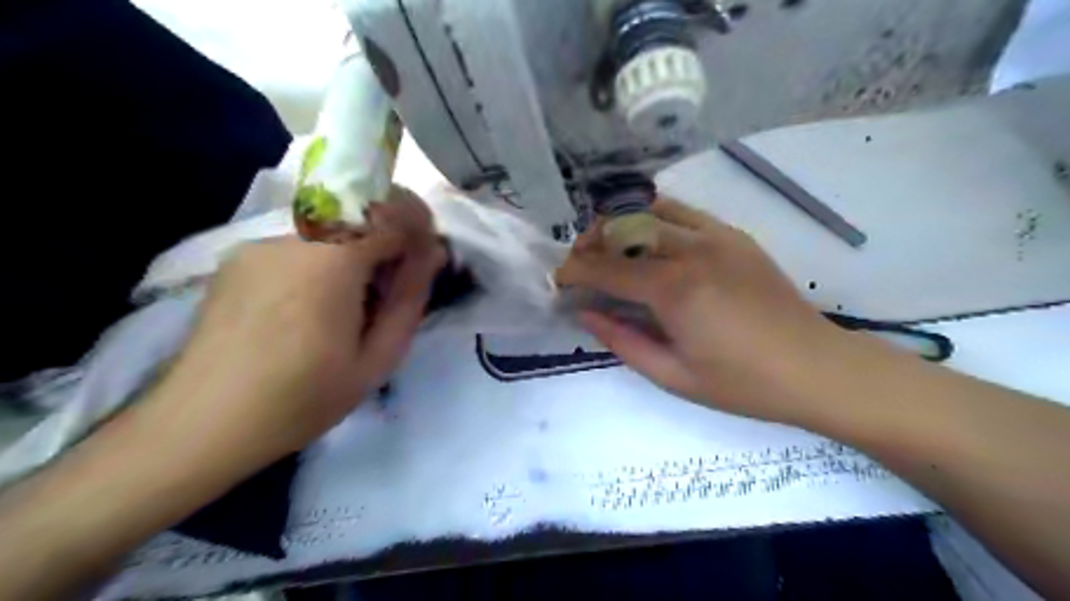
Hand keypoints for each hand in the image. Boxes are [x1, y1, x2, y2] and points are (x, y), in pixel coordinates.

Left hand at [150, 193, 442, 469]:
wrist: (201, 426)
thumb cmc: (301, 400)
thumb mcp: (377, 359)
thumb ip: (409, 299)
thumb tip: (431, 254)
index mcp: (331, 260)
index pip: (390, 210)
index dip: (418, 226)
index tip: (427, 258)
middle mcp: (292, 236)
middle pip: (359, 209)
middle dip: (389, 235)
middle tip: (395, 283)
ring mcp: (259, 243)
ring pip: (330, 225)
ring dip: (356, 250)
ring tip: (354, 303)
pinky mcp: (238, 258)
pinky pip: (299, 243)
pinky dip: (324, 260)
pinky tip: (314, 307)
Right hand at [560, 198, 854, 423]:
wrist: (815, 367)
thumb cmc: (742, 384)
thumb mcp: (673, 376)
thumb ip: (622, 341)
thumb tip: (586, 314)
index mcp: (674, 290)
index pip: (606, 268)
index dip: (575, 272)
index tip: (559, 281)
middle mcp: (691, 250)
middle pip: (623, 229)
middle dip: (590, 242)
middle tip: (579, 265)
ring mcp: (716, 236)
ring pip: (651, 210)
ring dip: (619, 224)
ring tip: (607, 247)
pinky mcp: (733, 235)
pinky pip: (682, 213)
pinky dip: (653, 218)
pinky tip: (647, 241)